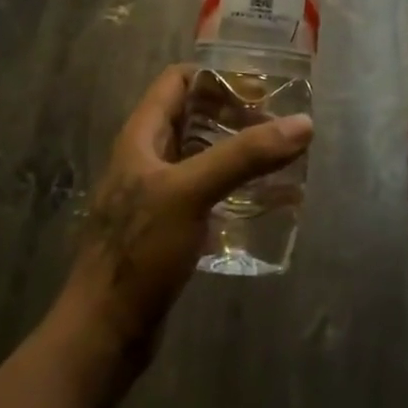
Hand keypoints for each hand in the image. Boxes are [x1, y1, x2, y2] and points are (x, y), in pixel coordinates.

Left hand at [55, 65, 311, 376]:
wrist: (105, 332)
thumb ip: (245, 155)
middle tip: (278, 124)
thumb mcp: (192, 192)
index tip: (259, 87)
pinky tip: (264, 201)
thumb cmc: (140, 251)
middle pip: (194, 116)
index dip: (216, 76)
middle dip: (235, 114)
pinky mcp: (168, 227)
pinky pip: (206, 192)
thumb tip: (302, 123)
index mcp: (141, 136)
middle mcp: (147, 157)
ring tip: (280, 158)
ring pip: (202, 155)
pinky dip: (233, 188)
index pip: (177, 80)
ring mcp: (157, 194)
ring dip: (238, 152)